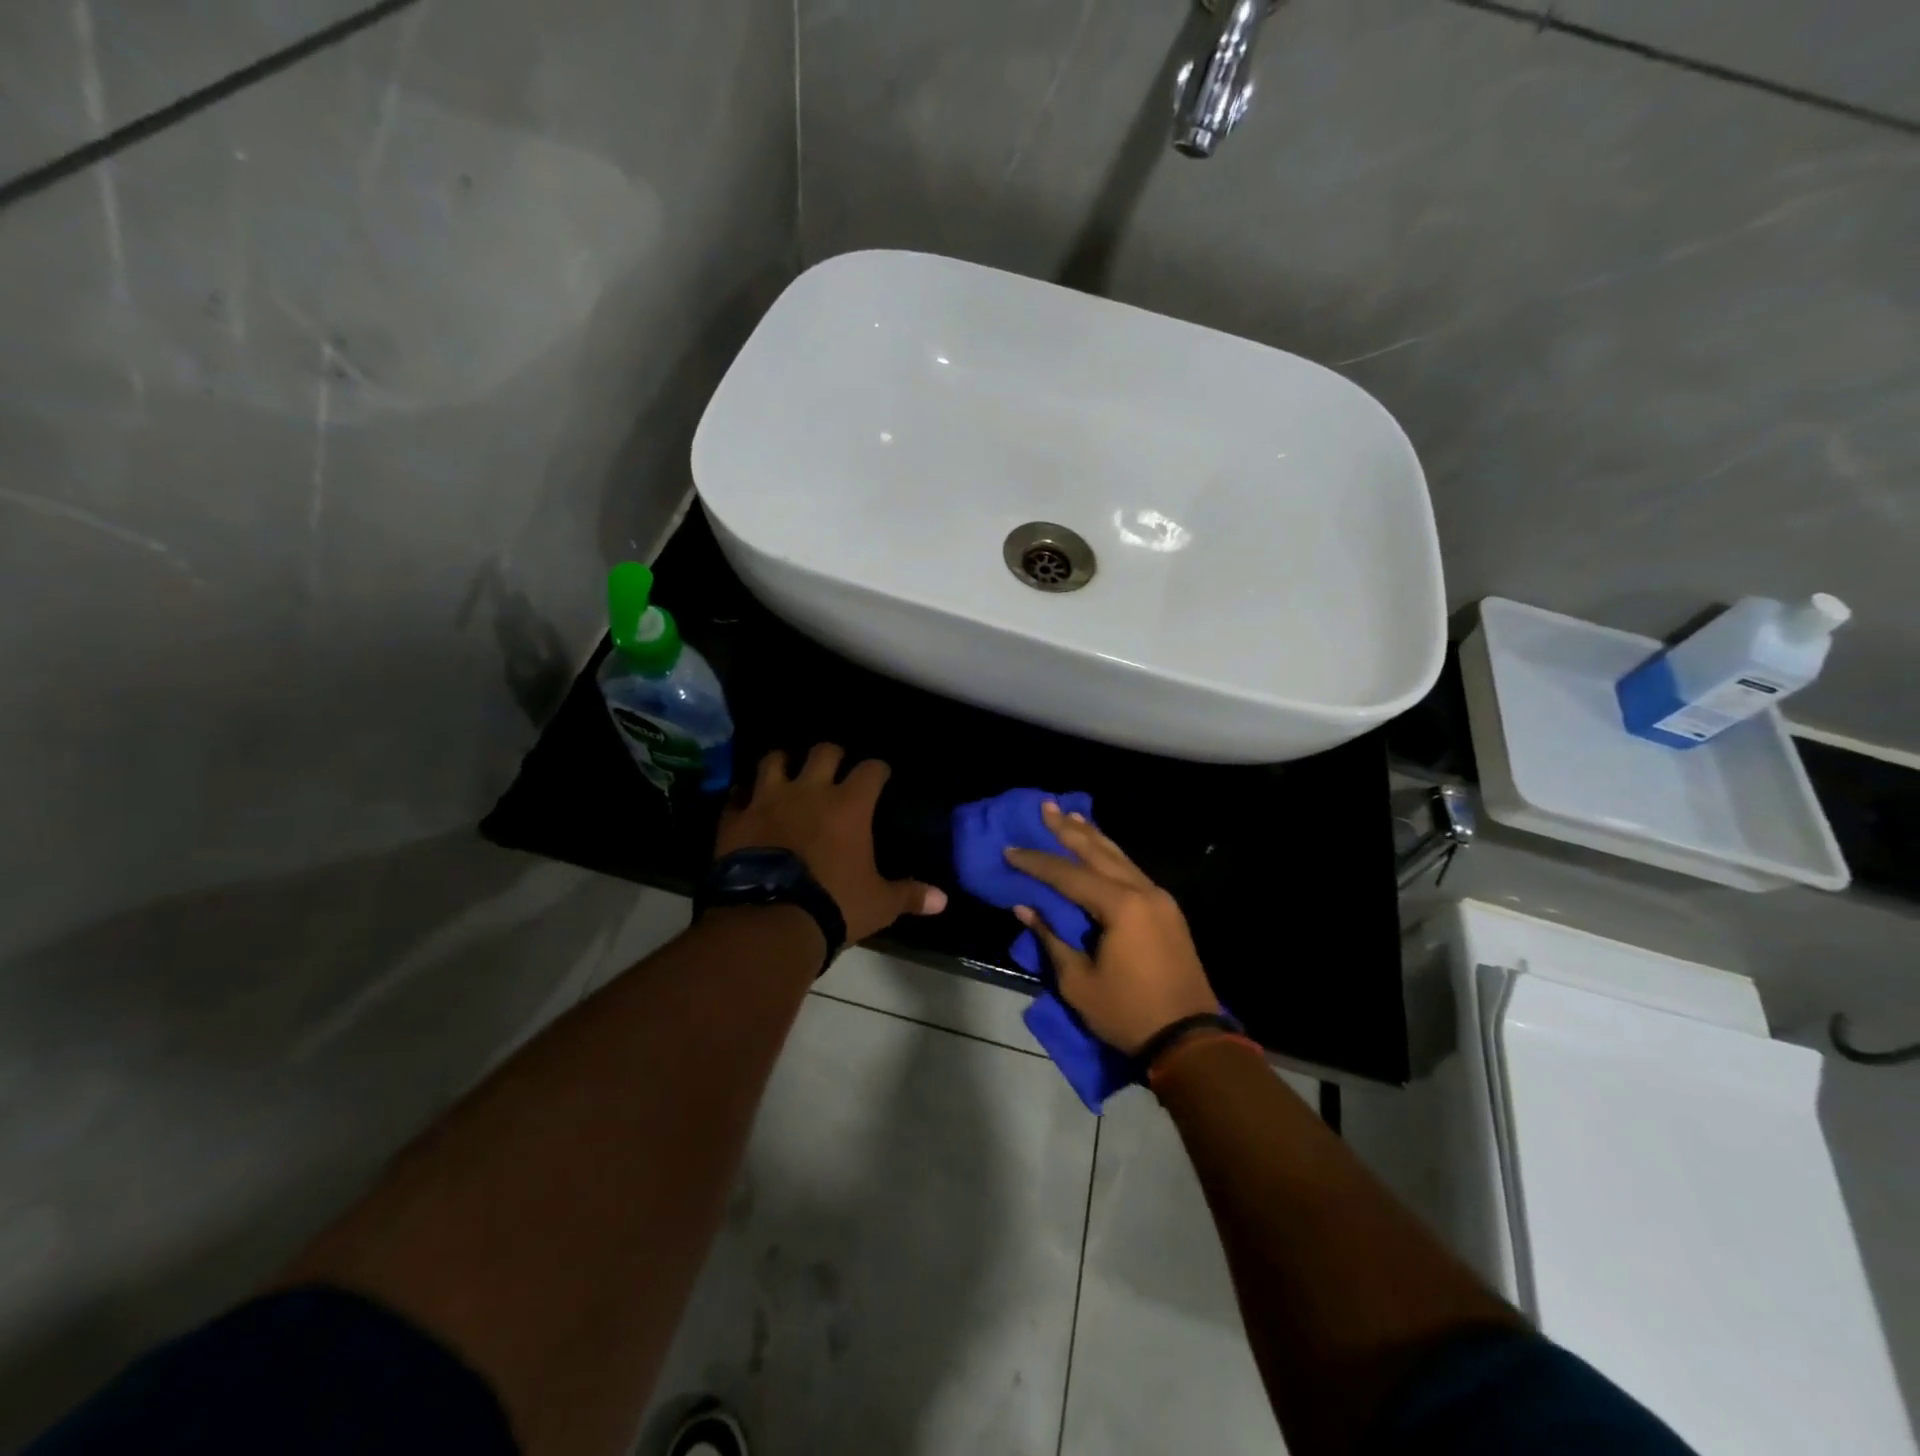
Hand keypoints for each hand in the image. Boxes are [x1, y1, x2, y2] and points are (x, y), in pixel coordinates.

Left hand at [716, 745, 947, 944]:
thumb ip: (910, 895)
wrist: (768, 920)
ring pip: (774, 760)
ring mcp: (767, 800)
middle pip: (823, 752)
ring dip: (783, 763)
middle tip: (835, 769)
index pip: (872, 769)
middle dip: (832, 756)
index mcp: (849, 805)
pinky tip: (747, 803)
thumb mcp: (879, 904)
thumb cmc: (834, 906)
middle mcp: (809, 791)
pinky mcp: (735, 818)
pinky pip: (737, 795)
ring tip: (787, 772)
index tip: (881, 775)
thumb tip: (944, 900)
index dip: (878, 769)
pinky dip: (744, 796)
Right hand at [1006, 803, 1217, 1054]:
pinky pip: (1132, 871)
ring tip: (1070, 816)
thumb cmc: (1128, 1012)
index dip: (1036, 862)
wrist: (1190, 1038)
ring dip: (1092, 836)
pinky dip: (1110, 855)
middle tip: (1045, 807)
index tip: (1010, 849)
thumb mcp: (1078, 982)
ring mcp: (1159, 898)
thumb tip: (1026, 908)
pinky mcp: (1166, 910)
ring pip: (1119, 856)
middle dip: (1068, 831)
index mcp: (1121, 906)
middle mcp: (1142, 891)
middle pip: (1098, 852)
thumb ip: (1052, 938)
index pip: (1068, 875)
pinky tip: (1099, 848)